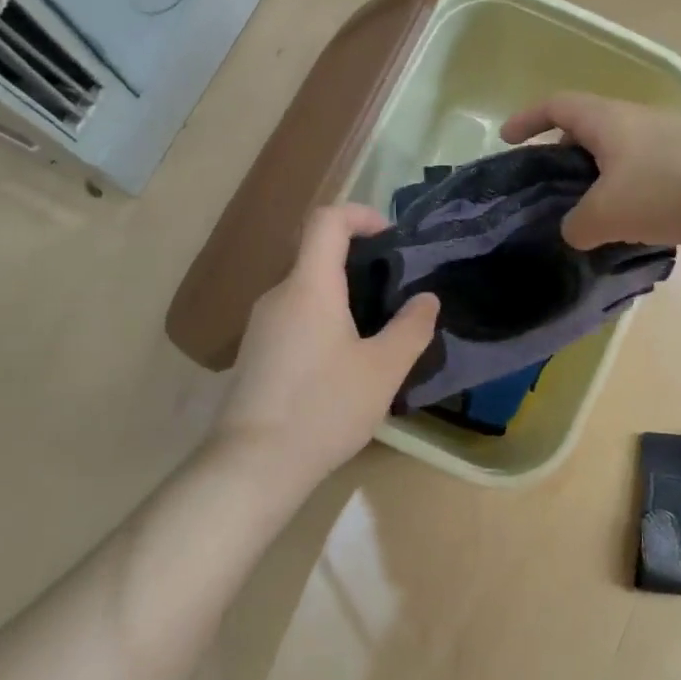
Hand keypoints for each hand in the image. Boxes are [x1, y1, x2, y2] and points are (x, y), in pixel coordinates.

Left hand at [211, 203, 437, 493]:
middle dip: (359, 264)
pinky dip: (322, 323)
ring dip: (342, 299)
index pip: (327, 220)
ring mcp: (260, 325)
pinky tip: (342, 366)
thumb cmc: (324, 407)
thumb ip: (411, 329)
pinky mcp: (255, 354)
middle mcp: (278, 295)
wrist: (253, 464)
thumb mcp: (383, 370)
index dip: (360, 214)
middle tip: (395, 295)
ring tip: (375, 335)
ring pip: (306, 292)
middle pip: (317, 257)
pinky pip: (294, 319)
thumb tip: (426, 299)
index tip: (390, 237)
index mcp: (309, 286)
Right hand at [501, 93, 680, 251]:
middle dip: (562, 154)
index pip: (556, 105)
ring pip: (620, 156)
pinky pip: (648, 175)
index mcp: (608, 120)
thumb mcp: (606, 214)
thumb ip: (576, 225)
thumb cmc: (669, 190)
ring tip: (587, 215)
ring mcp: (671, 142)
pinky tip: (631, 228)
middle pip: (588, 129)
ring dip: (598, 179)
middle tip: (547, 187)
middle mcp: (638, 122)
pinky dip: (629, 194)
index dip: (527, 118)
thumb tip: (575, 231)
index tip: (506, 140)